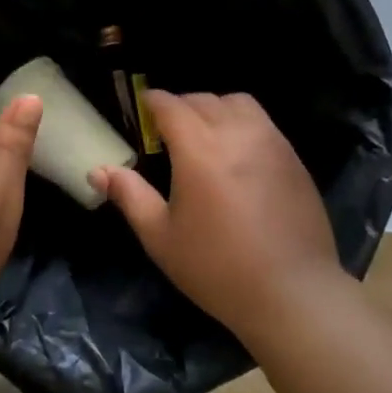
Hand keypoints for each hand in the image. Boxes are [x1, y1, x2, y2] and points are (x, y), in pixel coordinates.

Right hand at [91, 92, 341, 338]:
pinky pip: (263, 123)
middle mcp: (236, 134)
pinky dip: (243, 123)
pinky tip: (237, 155)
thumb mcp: (160, 237)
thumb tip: (98, 171)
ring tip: (205, 134)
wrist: (292, 292)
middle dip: (181, 105)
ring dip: (215, 108)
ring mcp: (271, 143)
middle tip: (167, 130)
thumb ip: (130, 196)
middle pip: (204, 99)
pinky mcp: (294, 159)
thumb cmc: (217, 268)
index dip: (153, 101)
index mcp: (199, 149)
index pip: (171, 105)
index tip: (142, 108)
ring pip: (239, 103)